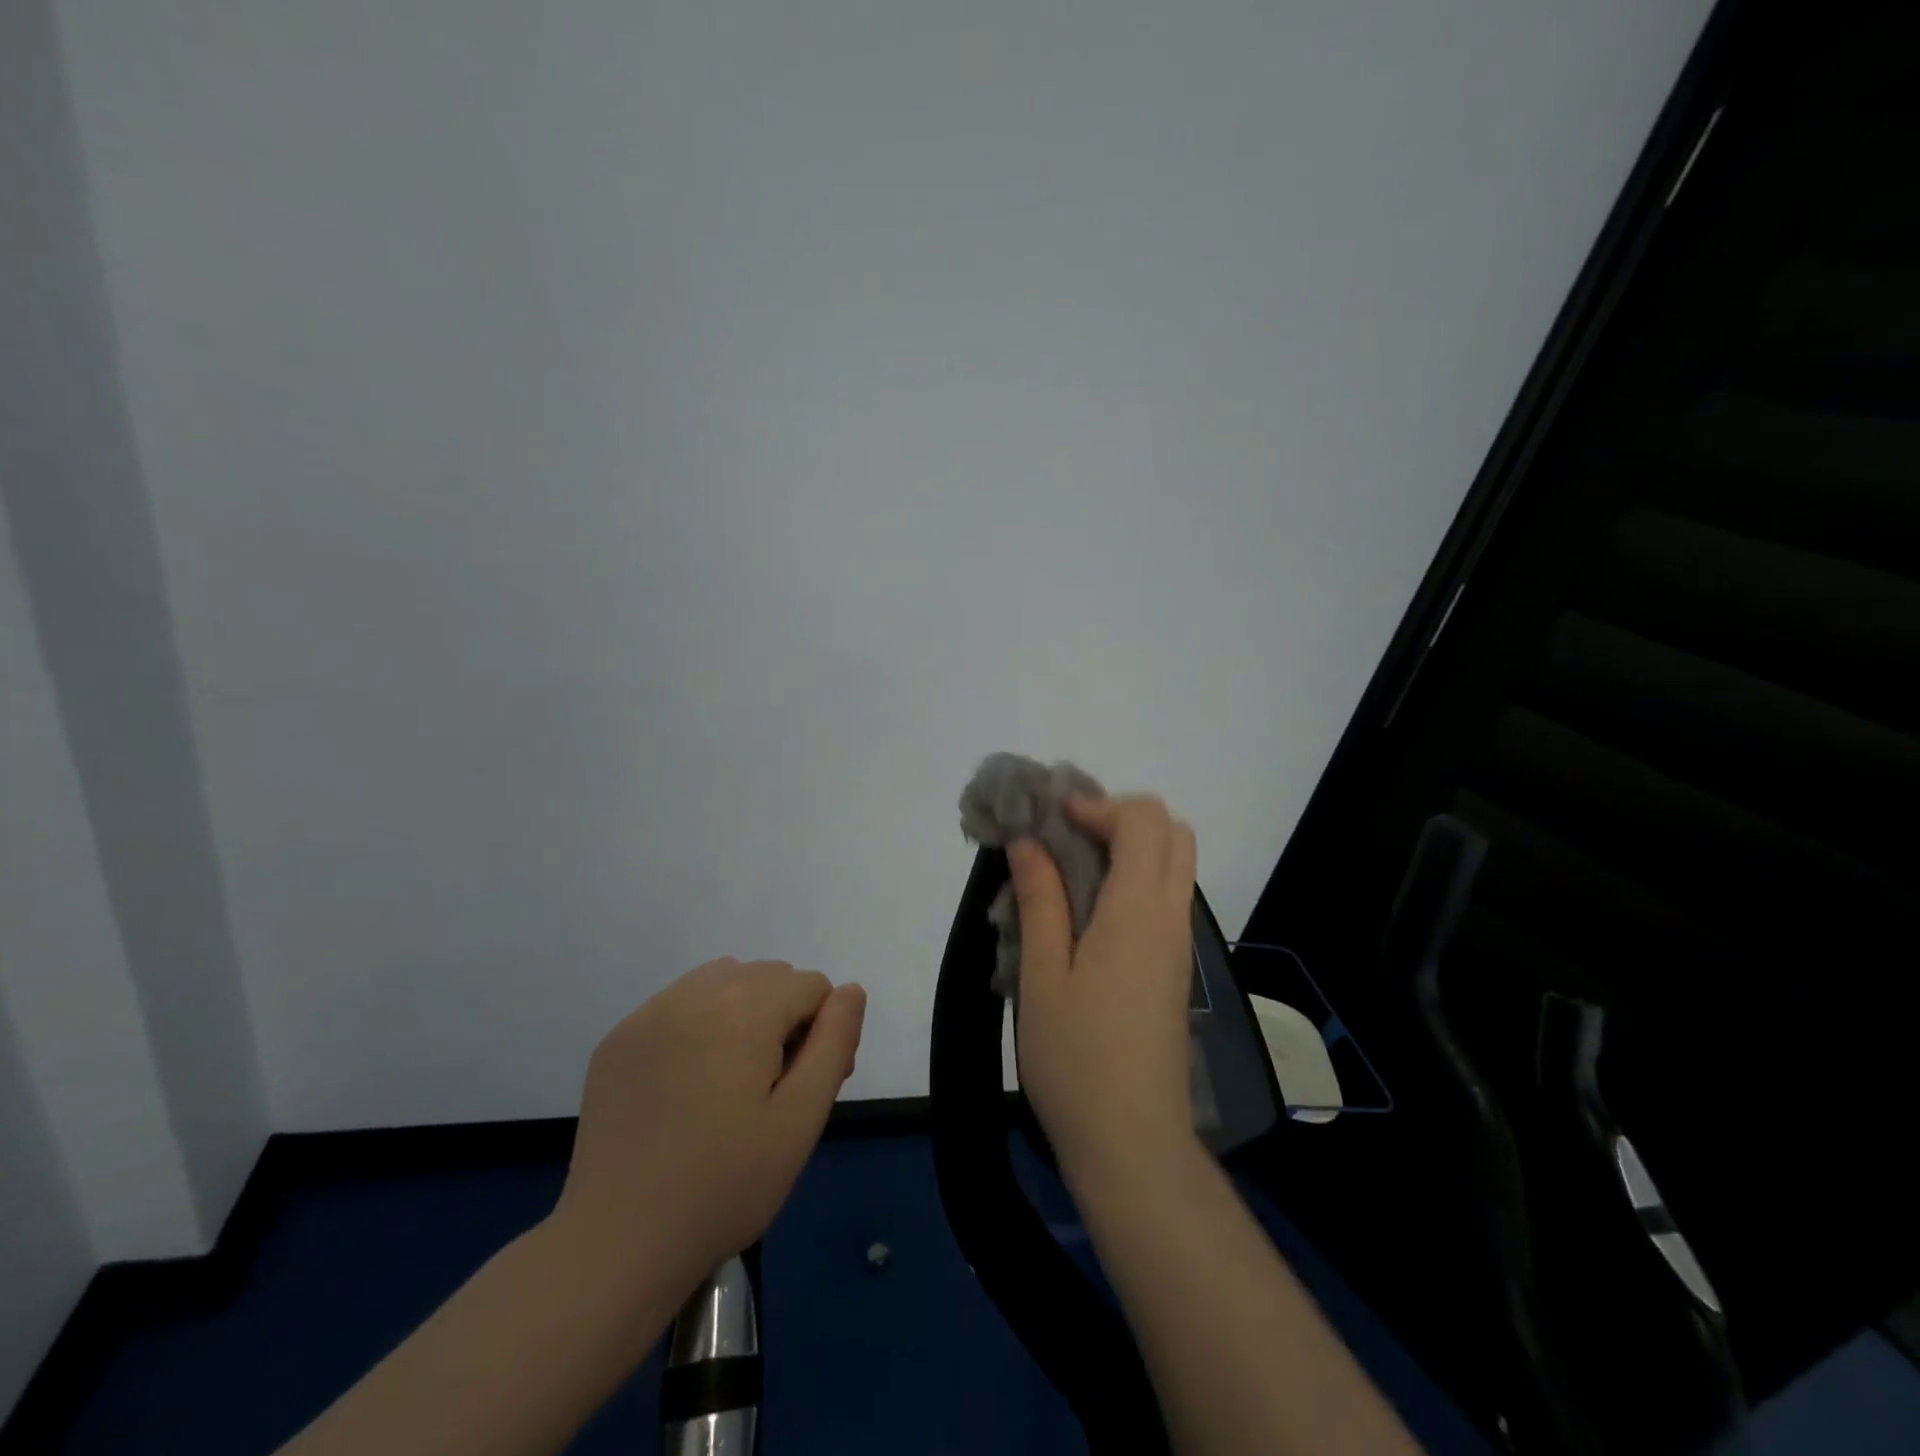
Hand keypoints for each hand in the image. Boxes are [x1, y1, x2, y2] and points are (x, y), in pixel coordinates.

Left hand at [549, 958, 865, 1305]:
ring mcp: (649, 1013)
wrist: (617, 1245)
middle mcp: (694, 993)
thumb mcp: (801, 1118)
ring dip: (742, 1013)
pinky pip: (678, 1005)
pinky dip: (698, 1026)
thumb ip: (835, 1042)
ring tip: (732, 1082)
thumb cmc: (725, 1185)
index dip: (822, 1032)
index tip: (806, 1088)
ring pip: (722, 981)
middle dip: (784, 1018)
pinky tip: (687, 1086)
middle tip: (772, 1090)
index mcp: (744, 1007)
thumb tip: (851, 990)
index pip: (811, 986)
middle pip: (768, 977)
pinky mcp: (618, 1039)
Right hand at [1008, 795, 1198, 1189]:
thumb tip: (1029, 842)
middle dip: (1121, 817)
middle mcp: (1170, 917)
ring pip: (1175, 864)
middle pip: (1173, 832)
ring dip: (1129, 847)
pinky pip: (1166, 898)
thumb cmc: (1076, 1058)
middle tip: (1067, 838)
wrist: (1132, 1143)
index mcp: (1138, 910)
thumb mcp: (1042, 974)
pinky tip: (1086, 912)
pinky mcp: (1175, 968)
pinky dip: (1134, 879)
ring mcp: (1179, 944)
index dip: (1098, 804)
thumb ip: (1040, 899)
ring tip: (1070, 871)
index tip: (1051, 820)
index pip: (1143, 819)